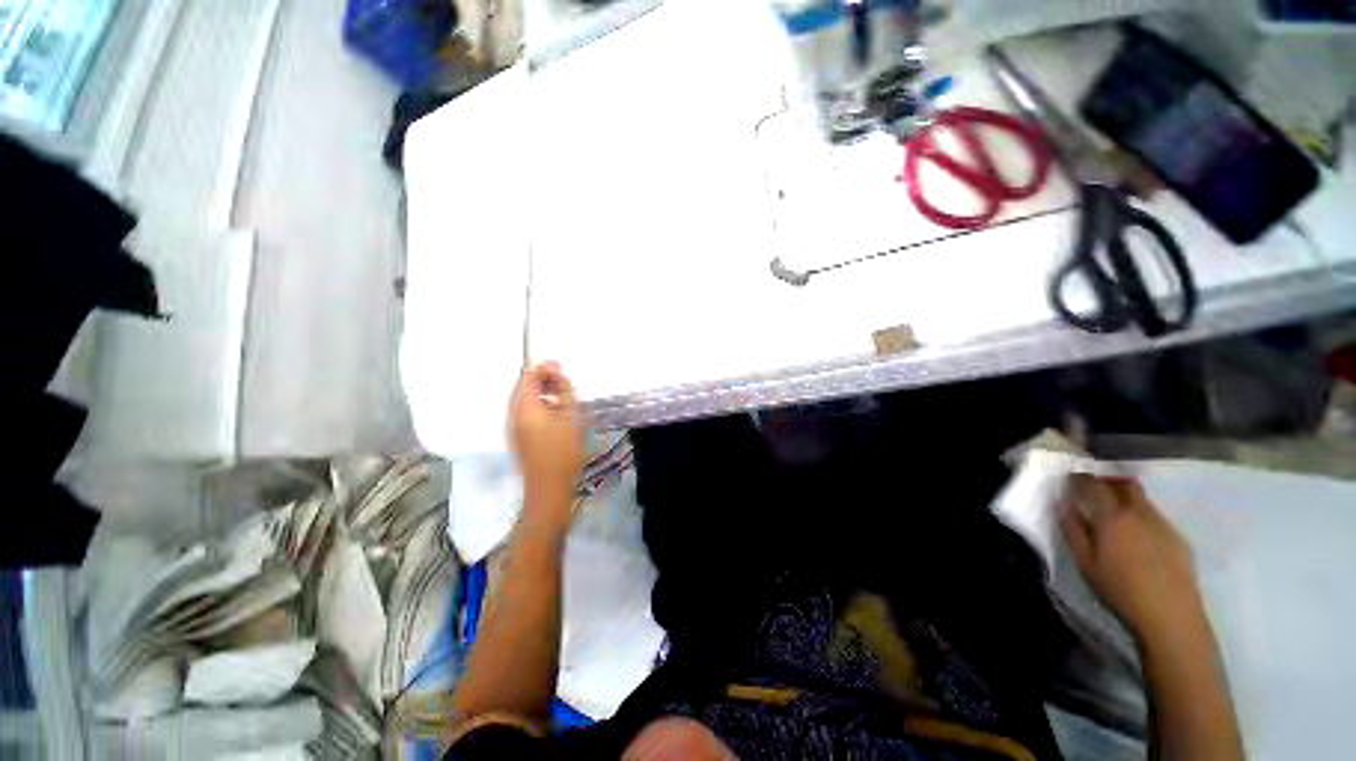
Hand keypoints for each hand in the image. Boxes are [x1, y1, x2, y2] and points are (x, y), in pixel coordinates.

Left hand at [510, 362, 586, 524]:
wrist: (549, 488)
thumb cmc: (563, 451)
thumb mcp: (570, 417)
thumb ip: (563, 392)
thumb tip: (557, 373)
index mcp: (524, 407)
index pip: (528, 377)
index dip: (544, 368)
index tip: (562, 367)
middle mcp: (514, 414)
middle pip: (523, 387)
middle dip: (542, 379)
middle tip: (564, 379)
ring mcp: (514, 427)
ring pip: (525, 400)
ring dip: (542, 392)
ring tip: (563, 394)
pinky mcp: (520, 438)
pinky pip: (527, 412)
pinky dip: (540, 405)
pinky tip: (556, 412)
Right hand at [1060, 475, 1205, 645]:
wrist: (1171, 615)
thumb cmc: (1120, 589)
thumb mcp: (1086, 563)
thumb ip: (1073, 530)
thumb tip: (1063, 505)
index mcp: (1113, 517)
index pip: (1095, 484)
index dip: (1082, 477)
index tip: (1072, 476)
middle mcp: (1139, 513)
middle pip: (1126, 484)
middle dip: (1110, 480)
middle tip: (1096, 487)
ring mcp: (1163, 524)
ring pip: (1142, 500)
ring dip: (1127, 499)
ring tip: (1116, 514)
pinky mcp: (1178, 538)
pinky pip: (1156, 517)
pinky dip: (1142, 517)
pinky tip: (1139, 537)